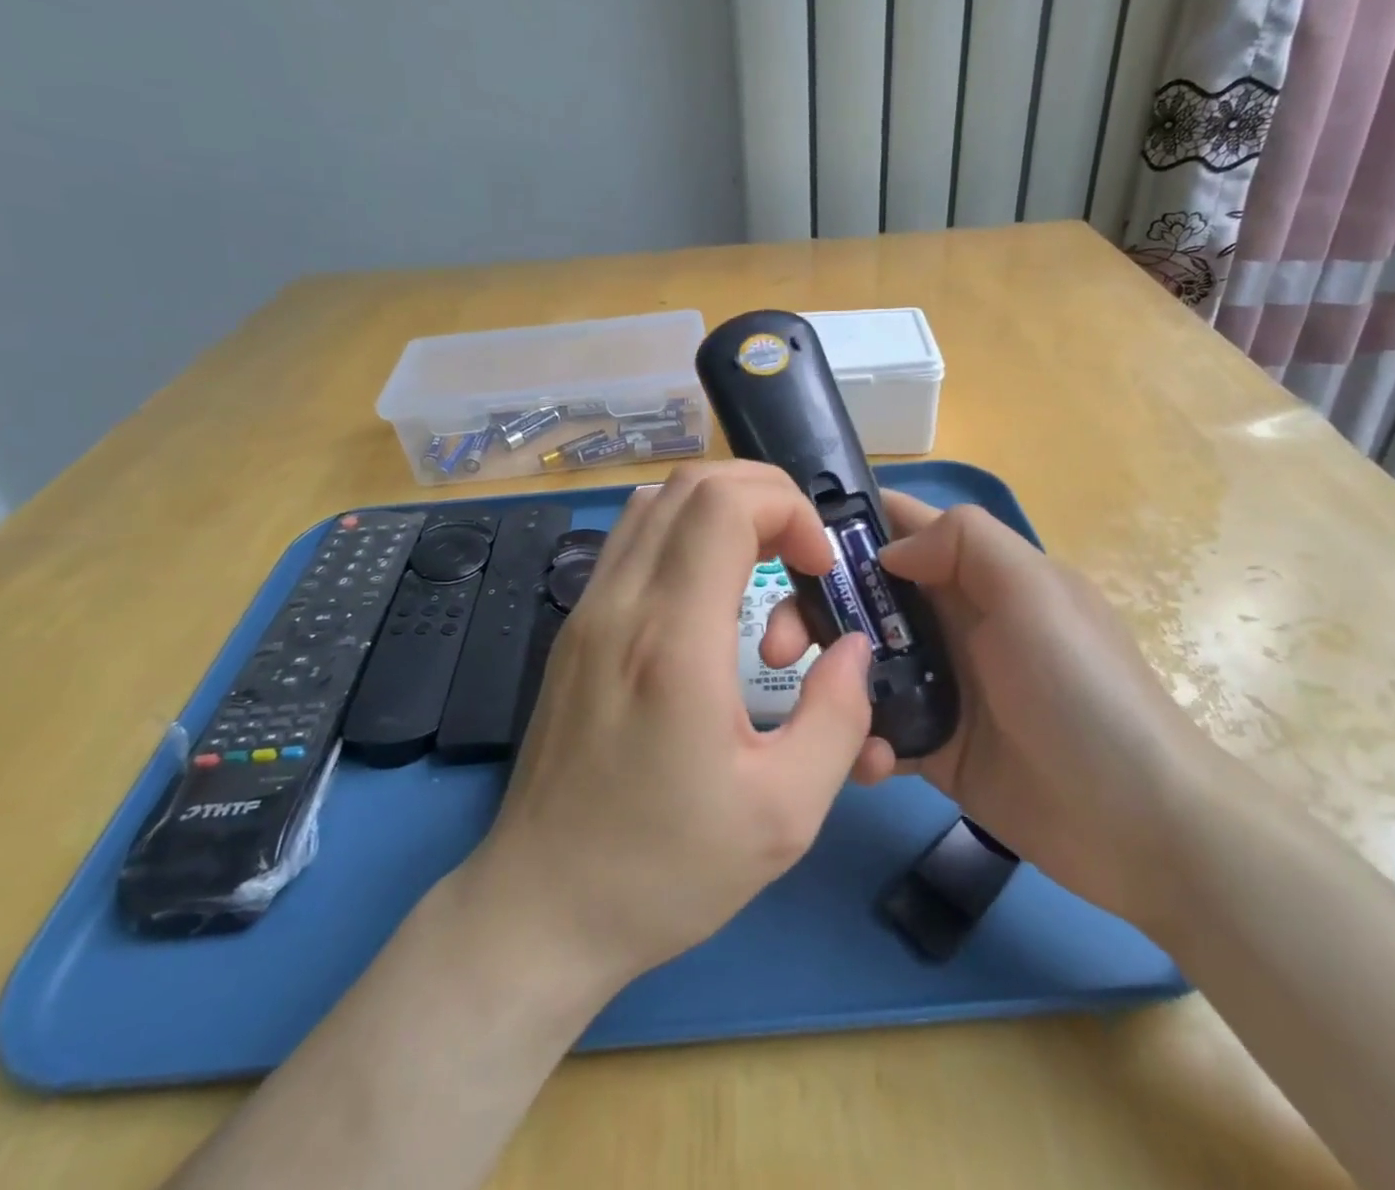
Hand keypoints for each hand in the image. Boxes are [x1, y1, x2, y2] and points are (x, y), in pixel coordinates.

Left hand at [471, 462, 874, 997]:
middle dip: (764, 497)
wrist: (542, 908)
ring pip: (654, 503)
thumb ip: (837, 716)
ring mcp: (587, 611)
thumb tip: (852, 648)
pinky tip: (710, 595)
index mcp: (673, 640)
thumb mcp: (784, 813)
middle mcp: (621, 604)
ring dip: (720, 510)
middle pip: (690, 485)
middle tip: (801, 557)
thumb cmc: (664, 870)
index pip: (725, 504)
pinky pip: (631, 541)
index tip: (819, 569)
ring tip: (762, 566)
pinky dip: (682, 535)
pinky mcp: (574, 630)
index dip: (788, 510)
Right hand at [762, 491, 1215, 932]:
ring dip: (830, 682)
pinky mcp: (933, 749)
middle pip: (861, 599)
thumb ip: (964, 543)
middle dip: (811, 612)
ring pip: (858, 665)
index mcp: (974, 576)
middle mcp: (951, 623)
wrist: (1139, 823)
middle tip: (777, 647)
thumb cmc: (1082, 688)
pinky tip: (870, 763)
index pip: (901, 528)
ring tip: (817, 713)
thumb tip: (890, 551)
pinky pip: (878, 732)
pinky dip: (862, 743)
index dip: (845, 524)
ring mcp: (940, 688)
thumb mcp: (1034, 591)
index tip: (783, 538)